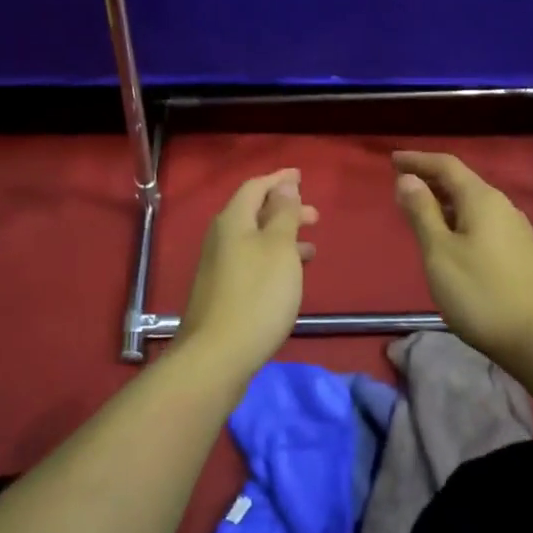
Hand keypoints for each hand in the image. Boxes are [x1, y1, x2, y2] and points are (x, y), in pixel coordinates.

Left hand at [174, 168, 317, 380]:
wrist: (217, 356)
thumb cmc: (257, 295)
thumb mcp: (279, 248)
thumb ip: (283, 214)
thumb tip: (284, 185)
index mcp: (233, 221)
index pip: (255, 187)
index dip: (279, 180)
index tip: (301, 176)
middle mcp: (221, 238)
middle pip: (254, 213)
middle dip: (285, 210)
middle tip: (315, 216)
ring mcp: (219, 267)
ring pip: (255, 240)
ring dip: (283, 237)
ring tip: (311, 248)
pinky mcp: (223, 292)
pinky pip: (252, 261)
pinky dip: (274, 259)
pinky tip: (289, 277)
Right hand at [392, 150, 532, 365]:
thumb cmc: (482, 293)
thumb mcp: (440, 252)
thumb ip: (422, 212)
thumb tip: (407, 179)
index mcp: (481, 199)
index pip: (446, 166)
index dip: (418, 160)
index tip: (393, 160)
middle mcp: (503, 206)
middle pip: (462, 182)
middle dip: (431, 179)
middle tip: (402, 184)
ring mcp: (517, 231)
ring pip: (474, 204)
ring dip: (445, 202)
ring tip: (421, 212)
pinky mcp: (523, 253)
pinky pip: (484, 223)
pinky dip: (460, 220)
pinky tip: (452, 240)